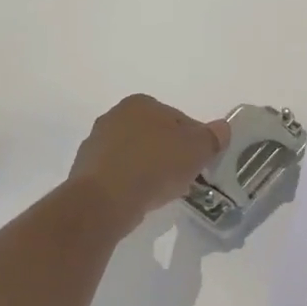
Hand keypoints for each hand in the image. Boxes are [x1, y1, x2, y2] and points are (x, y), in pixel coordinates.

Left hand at [67, 94, 228, 235]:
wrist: (104, 202)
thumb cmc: (154, 166)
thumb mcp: (197, 149)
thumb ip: (212, 137)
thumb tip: (222, 128)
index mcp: (141, 103)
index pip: (177, 118)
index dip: (193, 140)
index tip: (199, 161)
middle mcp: (114, 116)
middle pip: (154, 135)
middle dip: (168, 153)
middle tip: (183, 177)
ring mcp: (95, 144)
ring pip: (134, 155)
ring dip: (148, 168)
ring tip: (161, 192)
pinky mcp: (84, 172)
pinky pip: (117, 175)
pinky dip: (130, 184)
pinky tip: (139, 199)